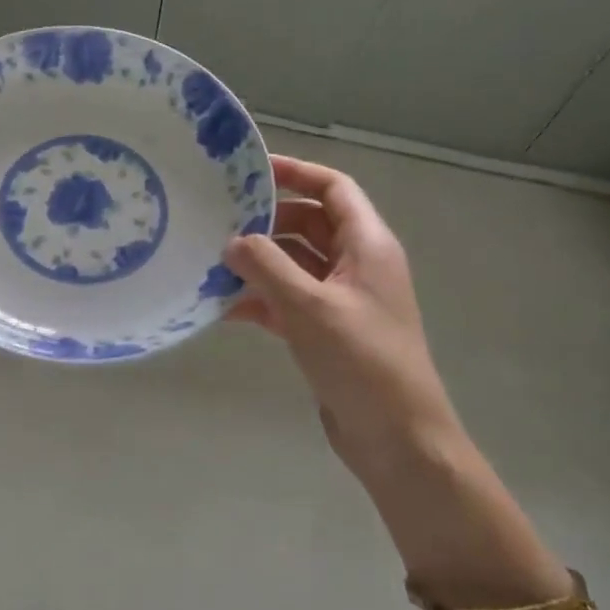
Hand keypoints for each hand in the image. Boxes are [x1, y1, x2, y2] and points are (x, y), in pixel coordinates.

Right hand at [225, 156, 463, 494]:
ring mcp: (343, 300)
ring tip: (211, 262)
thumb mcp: (309, 306)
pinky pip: (289, 301)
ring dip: (259, 263)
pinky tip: (223, 308)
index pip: (334, 189)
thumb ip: (266, 266)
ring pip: (296, 264)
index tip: (251, 170)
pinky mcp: (328, 332)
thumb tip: (232, 240)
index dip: (296, 173)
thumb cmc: (361, 361)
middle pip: (310, 224)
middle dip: (267, 221)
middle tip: (219, 219)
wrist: (397, 438)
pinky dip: (261, 300)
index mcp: (368, 245)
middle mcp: (358, 265)